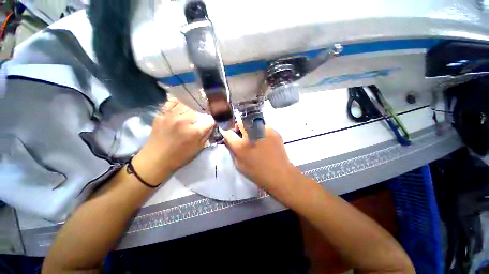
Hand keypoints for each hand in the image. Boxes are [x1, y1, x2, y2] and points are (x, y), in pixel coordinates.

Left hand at [132, 98, 214, 184]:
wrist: (156, 159)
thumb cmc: (180, 156)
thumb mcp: (199, 148)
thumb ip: (206, 134)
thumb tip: (211, 124)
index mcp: (194, 131)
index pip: (209, 119)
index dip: (211, 122)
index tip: (209, 124)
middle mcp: (184, 120)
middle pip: (199, 109)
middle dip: (202, 115)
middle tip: (199, 120)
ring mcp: (171, 115)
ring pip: (187, 103)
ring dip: (191, 108)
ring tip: (190, 113)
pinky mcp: (162, 113)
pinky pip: (172, 101)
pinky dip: (178, 103)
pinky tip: (180, 108)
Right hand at [221, 119, 296, 191]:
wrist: (279, 173)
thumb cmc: (257, 172)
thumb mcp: (239, 164)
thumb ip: (232, 150)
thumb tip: (228, 140)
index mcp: (241, 145)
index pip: (228, 132)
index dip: (227, 133)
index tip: (230, 135)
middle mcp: (251, 135)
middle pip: (240, 122)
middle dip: (239, 127)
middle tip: (242, 134)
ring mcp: (264, 130)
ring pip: (253, 122)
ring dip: (251, 128)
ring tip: (255, 137)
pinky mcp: (274, 130)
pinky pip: (263, 126)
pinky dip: (261, 131)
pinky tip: (264, 139)